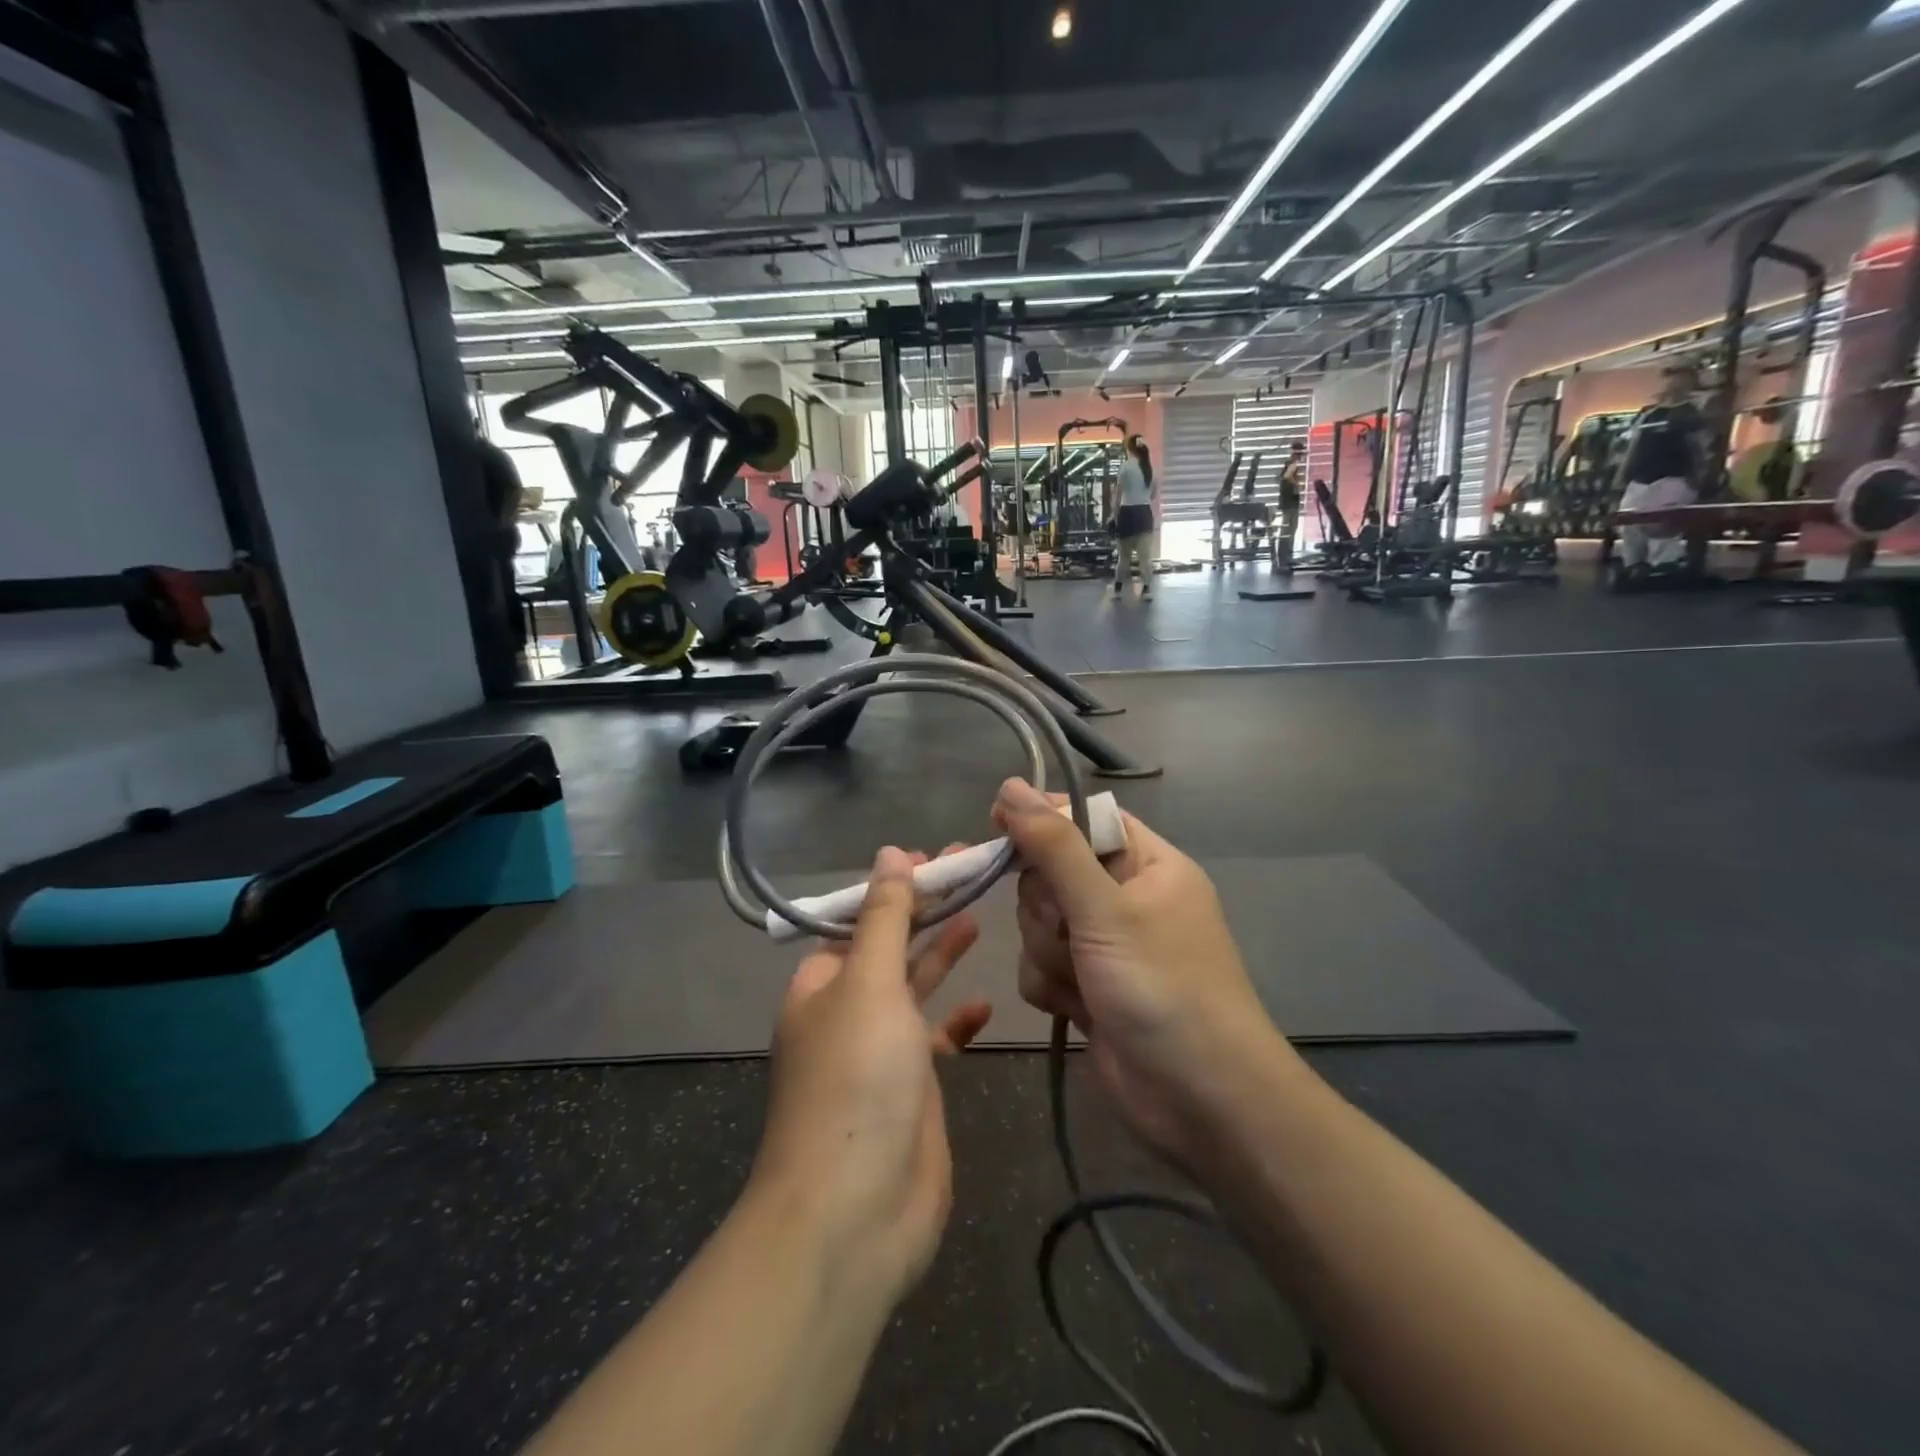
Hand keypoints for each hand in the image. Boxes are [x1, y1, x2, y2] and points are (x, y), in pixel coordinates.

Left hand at [751, 847, 990, 1303]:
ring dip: (942, 953)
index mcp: (823, 982)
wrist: (854, 1213)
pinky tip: (985, 1005)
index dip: (897, 885)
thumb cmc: (857, 1080)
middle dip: (925, 910)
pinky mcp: (912, 1088)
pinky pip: (936, 1039)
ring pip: (914, 987)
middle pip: (891, 945)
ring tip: (979, 915)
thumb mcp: (869, 983)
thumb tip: (889, 854)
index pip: (861, 916)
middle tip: (970, 872)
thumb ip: (885, 918)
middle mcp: (848, 1010)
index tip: (937, 858)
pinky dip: (957, 1020)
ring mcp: (881, 1050)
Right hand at [993, 779, 1298, 1166]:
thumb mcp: (1106, 908)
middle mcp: (1125, 898)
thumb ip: (1053, 846)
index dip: (1041, 820)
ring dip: (1049, 952)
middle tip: (1071, 931)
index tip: (997, 827)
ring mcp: (1104, 945)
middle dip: (1048, 908)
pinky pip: (1040, 964)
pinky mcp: (1087, 986)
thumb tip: (1009, 786)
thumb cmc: (1163, 988)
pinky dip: (1050, 985)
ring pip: (1038, 923)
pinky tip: (1076, 1009)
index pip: (1083, 819)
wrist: (1199, 1102)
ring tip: (1082, 981)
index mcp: (1147, 864)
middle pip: (1050, 873)